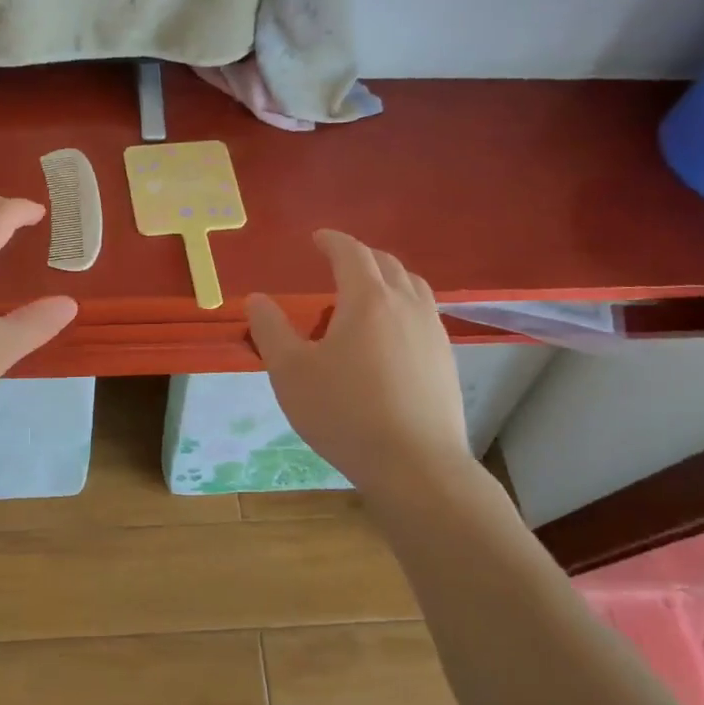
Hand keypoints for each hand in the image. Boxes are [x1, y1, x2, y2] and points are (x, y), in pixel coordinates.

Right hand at [247, 230, 469, 492]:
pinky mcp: (446, 360)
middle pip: (387, 264)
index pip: (351, 253)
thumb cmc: (345, 413)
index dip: (333, 241)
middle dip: (360, 256)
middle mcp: (406, 305)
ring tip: (367, 294)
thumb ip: (271, 330)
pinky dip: (403, 305)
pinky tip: (391, 335)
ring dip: (387, 278)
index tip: (318, 239)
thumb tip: (257, 300)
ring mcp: (433, 332)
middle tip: (338, 263)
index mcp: (368, 299)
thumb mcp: (291, 372)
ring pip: (413, 287)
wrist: (416, 466)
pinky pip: (424, 314)